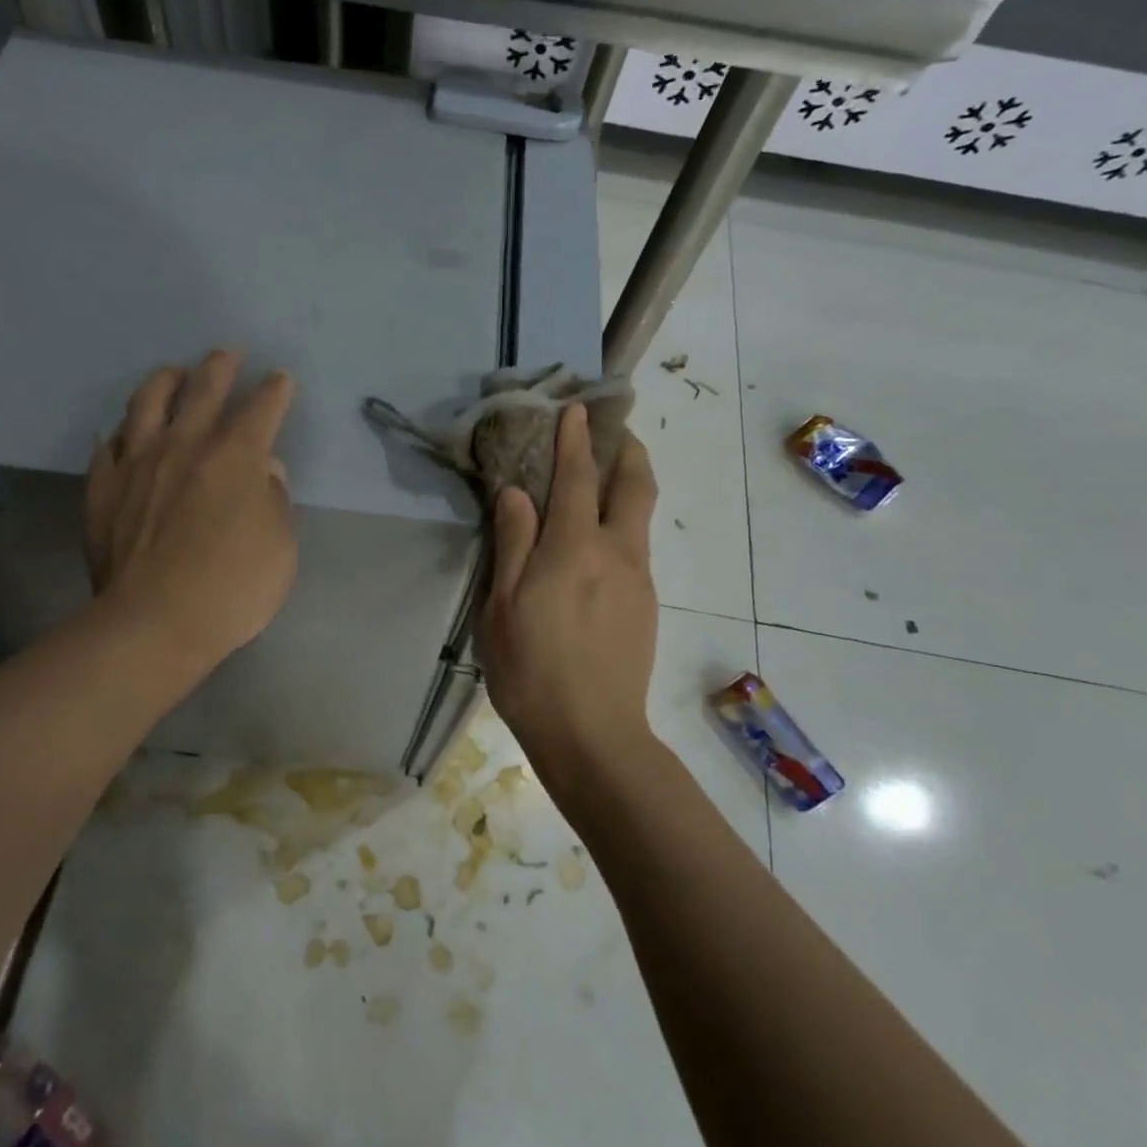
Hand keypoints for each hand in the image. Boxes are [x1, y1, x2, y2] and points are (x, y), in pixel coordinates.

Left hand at [85, 350, 296, 670]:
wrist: (152, 624)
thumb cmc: (232, 588)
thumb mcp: (281, 546)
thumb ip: (275, 499)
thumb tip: (266, 471)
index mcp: (235, 456)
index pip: (261, 408)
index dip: (275, 390)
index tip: (280, 380)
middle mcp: (185, 445)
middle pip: (204, 388)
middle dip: (220, 366)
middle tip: (228, 354)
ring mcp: (137, 462)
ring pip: (148, 402)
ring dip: (166, 380)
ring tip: (174, 374)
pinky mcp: (102, 487)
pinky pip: (108, 446)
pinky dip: (120, 433)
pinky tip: (123, 432)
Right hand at [480, 403, 658, 783]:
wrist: (594, 736)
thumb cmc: (532, 670)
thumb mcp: (501, 606)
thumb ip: (512, 543)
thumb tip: (517, 492)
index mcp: (574, 548)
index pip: (577, 477)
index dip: (576, 439)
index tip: (577, 409)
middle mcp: (617, 552)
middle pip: (635, 485)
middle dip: (627, 449)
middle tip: (612, 431)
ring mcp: (639, 579)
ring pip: (639, 516)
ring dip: (627, 484)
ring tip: (602, 478)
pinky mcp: (646, 604)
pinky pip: (635, 546)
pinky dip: (621, 522)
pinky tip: (595, 543)